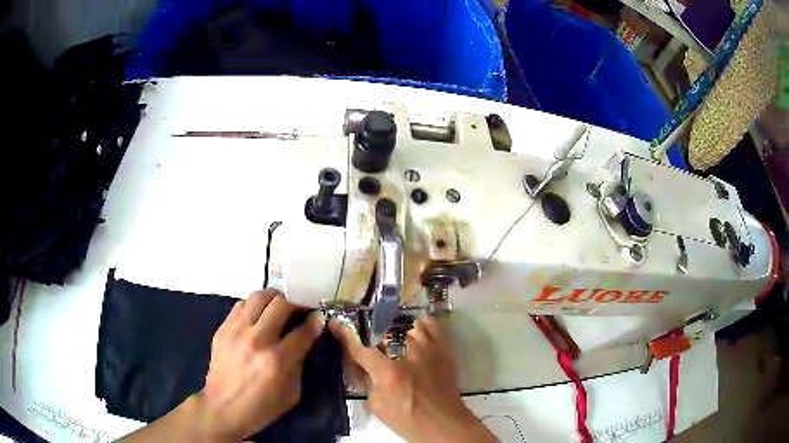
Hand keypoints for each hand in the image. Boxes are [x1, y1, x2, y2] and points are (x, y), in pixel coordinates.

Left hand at [194, 290, 324, 440]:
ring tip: (279, 307)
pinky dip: (254, 306)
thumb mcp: (292, 393)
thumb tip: (305, 339)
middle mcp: (257, 340)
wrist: (223, 408)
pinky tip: (258, 316)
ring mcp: (237, 331)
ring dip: (274, 298)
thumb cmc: (262, 407)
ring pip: (259, 297)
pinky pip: (241, 305)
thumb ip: (299, 363)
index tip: (318, 317)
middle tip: (299, 309)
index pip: (303, 330)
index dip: (315, 321)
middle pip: (281, 304)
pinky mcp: (222, 329)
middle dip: (296, 303)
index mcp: (278, 360)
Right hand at [328, 317, 495, 442]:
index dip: (344, 336)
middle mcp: (409, 355)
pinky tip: (419, 333)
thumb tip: (361, 367)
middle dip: (378, 339)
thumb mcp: (378, 406)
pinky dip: (424, 327)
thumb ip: (367, 383)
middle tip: (379, 348)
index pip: (360, 350)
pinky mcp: (444, 351)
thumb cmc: (408, 419)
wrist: (443, 423)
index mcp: (389, 372)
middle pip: (387, 333)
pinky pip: (434, 328)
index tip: (334, 324)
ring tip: (400, 342)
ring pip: (411, 326)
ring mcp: (429, 350)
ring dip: (402, 333)